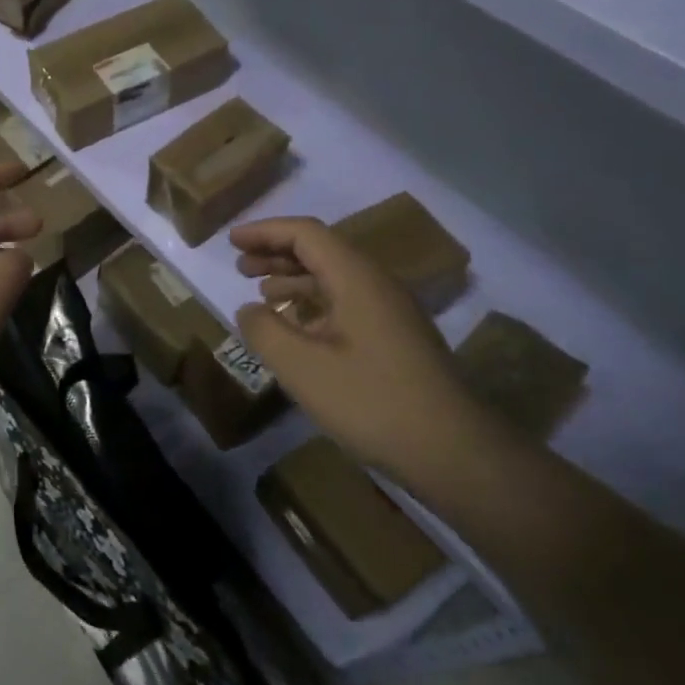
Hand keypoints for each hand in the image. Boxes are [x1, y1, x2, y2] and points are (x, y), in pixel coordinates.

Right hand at [231, 216, 476, 469]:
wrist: (453, 452)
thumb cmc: (370, 401)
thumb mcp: (301, 367)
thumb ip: (264, 330)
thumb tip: (249, 310)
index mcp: (356, 278)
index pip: (306, 234)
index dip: (265, 232)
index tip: (231, 241)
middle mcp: (377, 284)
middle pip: (322, 251)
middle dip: (277, 253)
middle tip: (240, 267)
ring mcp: (392, 312)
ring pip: (335, 279)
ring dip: (295, 279)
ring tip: (262, 295)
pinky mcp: (397, 339)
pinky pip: (347, 304)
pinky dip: (314, 305)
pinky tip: (297, 329)